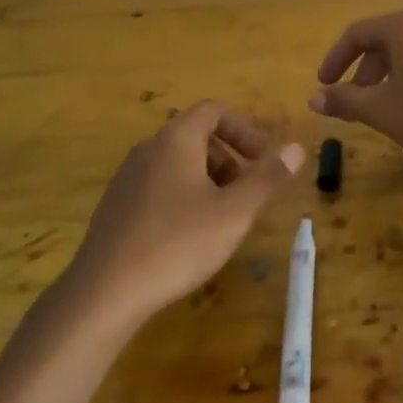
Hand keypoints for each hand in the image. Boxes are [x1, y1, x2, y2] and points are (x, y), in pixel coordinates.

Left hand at [65, 102, 304, 326]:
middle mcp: (148, 149)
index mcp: (176, 139)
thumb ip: (267, 178)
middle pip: (195, 135)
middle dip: (229, 157)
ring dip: (207, 178)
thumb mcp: (234, 213)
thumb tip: (297, 148)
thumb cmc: (177, 243)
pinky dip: (183, 195)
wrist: (105, 292)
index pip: (214, 110)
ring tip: (223, 216)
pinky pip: (158, 185)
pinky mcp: (116, 206)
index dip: (244, 128)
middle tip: (247, 191)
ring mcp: (127, 177)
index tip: (263, 157)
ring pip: (177, 162)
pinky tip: (189, 236)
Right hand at [308, 11, 402, 174]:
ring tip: (380, 114)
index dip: (335, 60)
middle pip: (382, 43)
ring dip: (384, 81)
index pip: (357, 34)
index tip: (323, 86)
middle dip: (361, 74)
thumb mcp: (381, 110)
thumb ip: (345, 101)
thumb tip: (313, 98)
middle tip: (353, 105)